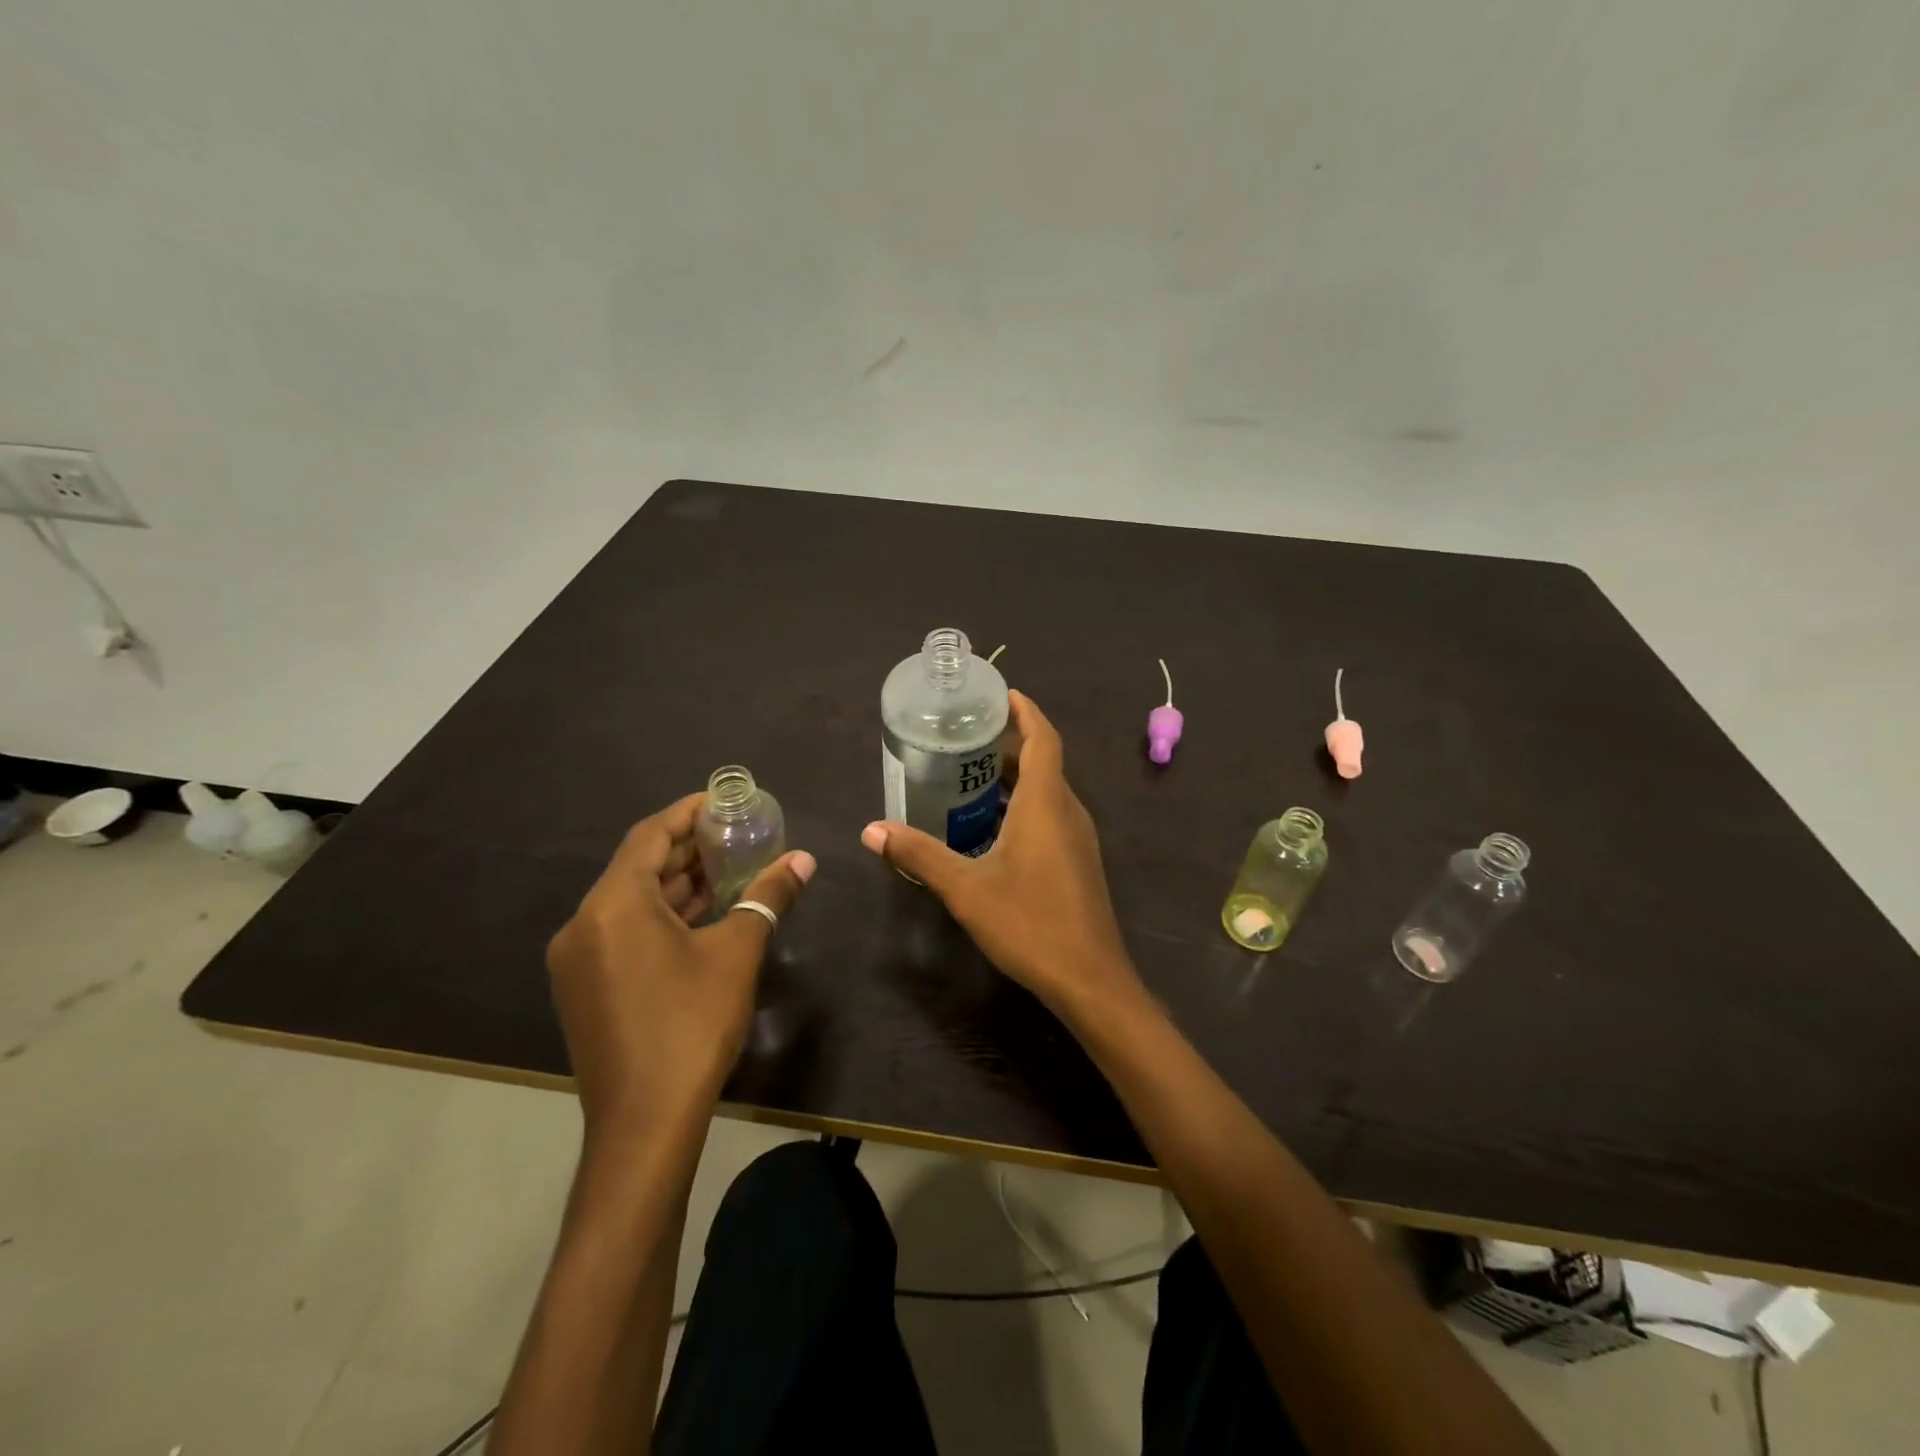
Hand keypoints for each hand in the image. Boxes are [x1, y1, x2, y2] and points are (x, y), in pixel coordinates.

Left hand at [547, 793, 814, 1135]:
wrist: (643, 1125)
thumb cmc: (691, 1025)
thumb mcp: (737, 953)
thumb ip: (768, 897)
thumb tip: (804, 860)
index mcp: (613, 906)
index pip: (649, 836)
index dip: (687, 813)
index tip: (724, 801)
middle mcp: (583, 925)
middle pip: (638, 867)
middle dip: (687, 849)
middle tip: (735, 835)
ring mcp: (577, 961)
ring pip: (630, 902)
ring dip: (676, 884)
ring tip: (727, 870)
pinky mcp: (584, 988)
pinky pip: (622, 931)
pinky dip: (660, 916)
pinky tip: (700, 918)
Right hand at [860, 691, 1138, 1013]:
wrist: (1089, 979)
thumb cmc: (1030, 923)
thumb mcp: (966, 888)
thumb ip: (920, 855)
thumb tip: (872, 830)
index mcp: (1046, 803)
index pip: (1043, 738)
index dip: (1025, 711)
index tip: (1000, 693)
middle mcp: (1067, 811)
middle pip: (1043, 761)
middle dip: (1009, 743)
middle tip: (965, 737)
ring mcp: (1077, 838)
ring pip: (1047, 791)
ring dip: (1014, 777)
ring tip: (968, 776)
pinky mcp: (1077, 862)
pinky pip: (1050, 815)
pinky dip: (1022, 805)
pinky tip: (990, 827)